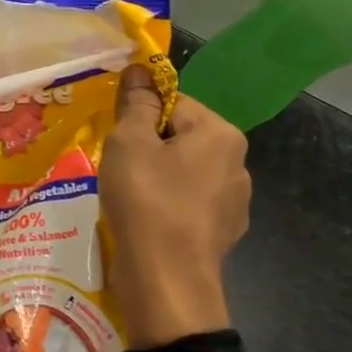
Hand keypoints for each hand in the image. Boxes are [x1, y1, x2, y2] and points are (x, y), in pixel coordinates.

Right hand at [101, 67, 250, 346]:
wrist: (166, 281)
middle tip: (115, 164)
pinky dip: (164, 205)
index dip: (138, 114)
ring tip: (125, 195)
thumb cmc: (146, 200)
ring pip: (183, 172)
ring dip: (155, 176)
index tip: (113, 135)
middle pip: (180, 136)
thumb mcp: (129, 142)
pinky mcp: (222, 233)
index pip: (173, 102)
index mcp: (220, 134)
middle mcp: (237, 163)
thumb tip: (140, 70)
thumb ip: (136, 103)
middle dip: (146, 146)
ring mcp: (233, 202)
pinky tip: (143, 220)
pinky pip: (186, 203)